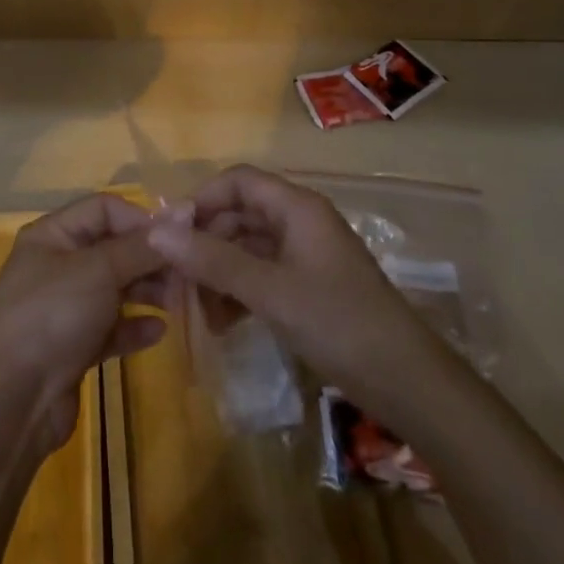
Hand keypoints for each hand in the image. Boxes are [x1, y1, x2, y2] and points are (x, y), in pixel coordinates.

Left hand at [0, 194, 168, 450]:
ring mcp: (64, 307)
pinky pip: (111, 327)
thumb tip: (182, 213)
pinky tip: (158, 332)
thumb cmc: (53, 315)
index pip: (103, 208)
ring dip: (146, 291)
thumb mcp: (99, 270)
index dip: (140, 218)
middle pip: (112, 248)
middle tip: (185, 274)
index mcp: (52, 235)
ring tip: (177, 302)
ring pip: (114, 288)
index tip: (176, 239)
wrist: (13, 399)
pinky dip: (133, 326)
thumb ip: (141, 245)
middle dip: (149, 258)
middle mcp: (57, 265)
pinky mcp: (73, 346)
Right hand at [147, 165, 417, 400]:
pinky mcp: (307, 286)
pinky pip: (261, 274)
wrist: (407, 383)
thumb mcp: (269, 290)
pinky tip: (223, 322)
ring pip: (247, 247)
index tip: (169, 234)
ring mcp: (305, 255)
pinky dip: (238, 291)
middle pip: (238, 214)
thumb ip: (212, 259)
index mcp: (296, 207)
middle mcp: (299, 222)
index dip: (200, 199)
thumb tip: (156, 231)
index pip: (237, 181)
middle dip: (205, 243)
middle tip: (176, 279)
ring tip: (198, 310)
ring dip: (219, 272)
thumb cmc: (338, 323)